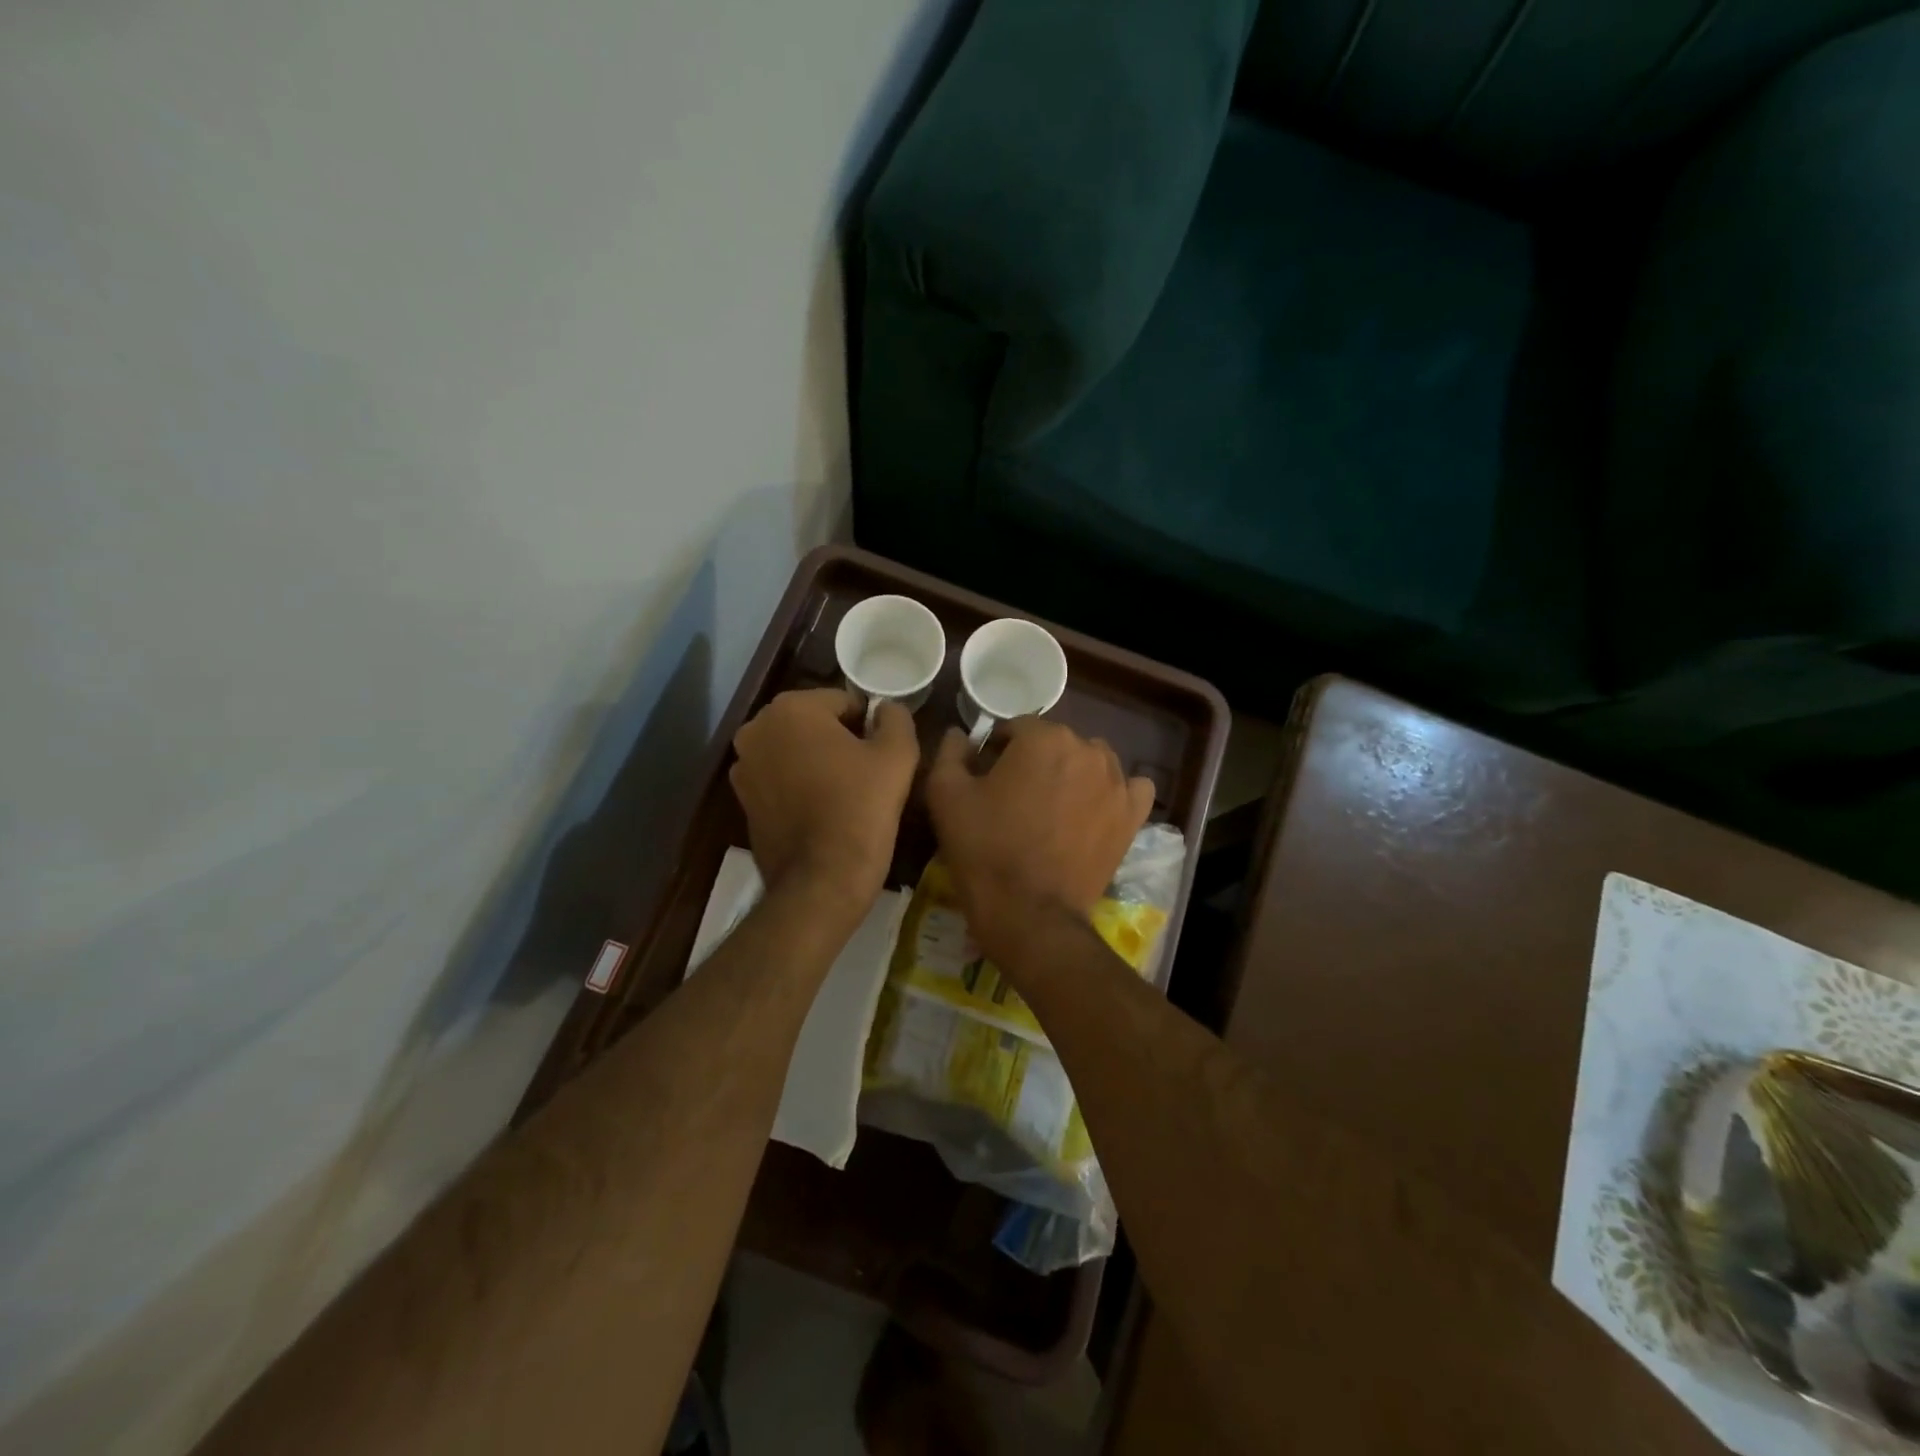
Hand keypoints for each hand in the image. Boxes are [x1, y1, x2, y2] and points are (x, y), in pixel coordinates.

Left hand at [729, 688, 917, 915]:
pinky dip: (800, 785)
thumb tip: (887, 709)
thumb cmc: (861, 808)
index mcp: (791, 708)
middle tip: (867, 772)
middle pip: (814, 723)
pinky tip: (823, 810)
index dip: (868, 725)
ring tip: (845, 793)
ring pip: (795, 750)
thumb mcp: (897, 755)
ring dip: (818, 761)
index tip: (882, 754)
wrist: (821, 880)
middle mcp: (756, 729)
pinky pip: (780, 778)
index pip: (843, 701)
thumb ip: (896, 718)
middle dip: (839, 739)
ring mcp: (743, 766)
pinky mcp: (742, 800)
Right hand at [925, 718, 1153, 960]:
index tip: (984, 779)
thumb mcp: (946, 795)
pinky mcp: (1132, 816)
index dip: (996, 751)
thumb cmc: (984, 849)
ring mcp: (1116, 783)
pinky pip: (1130, 788)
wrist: (1028, 913)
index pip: (1015, 728)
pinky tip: (1094, 810)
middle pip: (1054, 743)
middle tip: (1014, 799)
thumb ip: (951, 752)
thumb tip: (961, 735)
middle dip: (1034, 762)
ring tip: (1052, 809)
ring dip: (1072, 774)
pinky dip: (1114, 793)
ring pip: (1091, 761)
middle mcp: (1087, 750)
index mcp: (1043, 737)